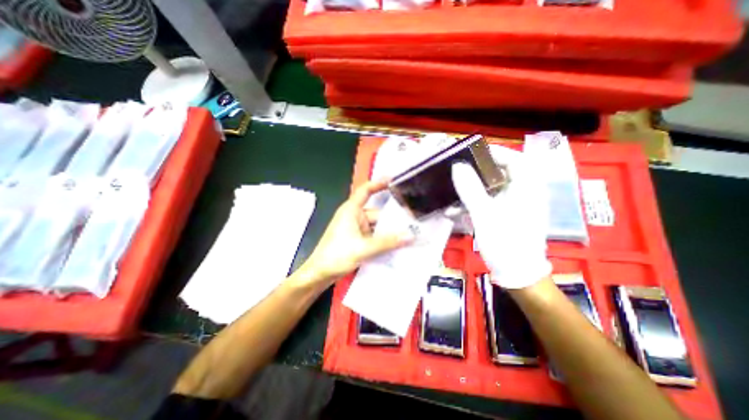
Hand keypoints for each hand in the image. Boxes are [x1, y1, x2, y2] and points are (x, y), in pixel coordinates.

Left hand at [300, 179, 411, 289]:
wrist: (320, 274)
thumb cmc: (336, 255)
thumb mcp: (363, 248)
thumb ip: (387, 242)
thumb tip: (410, 236)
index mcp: (351, 210)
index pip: (365, 191)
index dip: (378, 183)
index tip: (393, 180)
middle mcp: (354, 217)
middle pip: (377, 213)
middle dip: (393, 219)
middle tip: (413, 222)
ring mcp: (356, 229)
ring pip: (377, 226)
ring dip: (389, 232)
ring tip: (409, 235)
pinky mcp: (357, 240)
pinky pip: (374, 236)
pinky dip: (383, 239)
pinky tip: (396, 245)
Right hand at [450, 147, 548, 288]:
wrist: (517, 273)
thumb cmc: (505, 242)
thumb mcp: (484, 214)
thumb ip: (470, 189)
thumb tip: (457, 166)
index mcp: (528, 187)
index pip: (514, 158)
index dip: (493, 152)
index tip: (470, 153)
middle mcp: (525, 192)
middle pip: (502, 171)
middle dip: (479, 170)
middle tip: (459, 170)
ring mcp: (517, 204)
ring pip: (494, 186)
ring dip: (474, 187)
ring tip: (456, 189)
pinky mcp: (508, 214)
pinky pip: (491, 200)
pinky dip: (476, 201)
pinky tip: (459, 208)